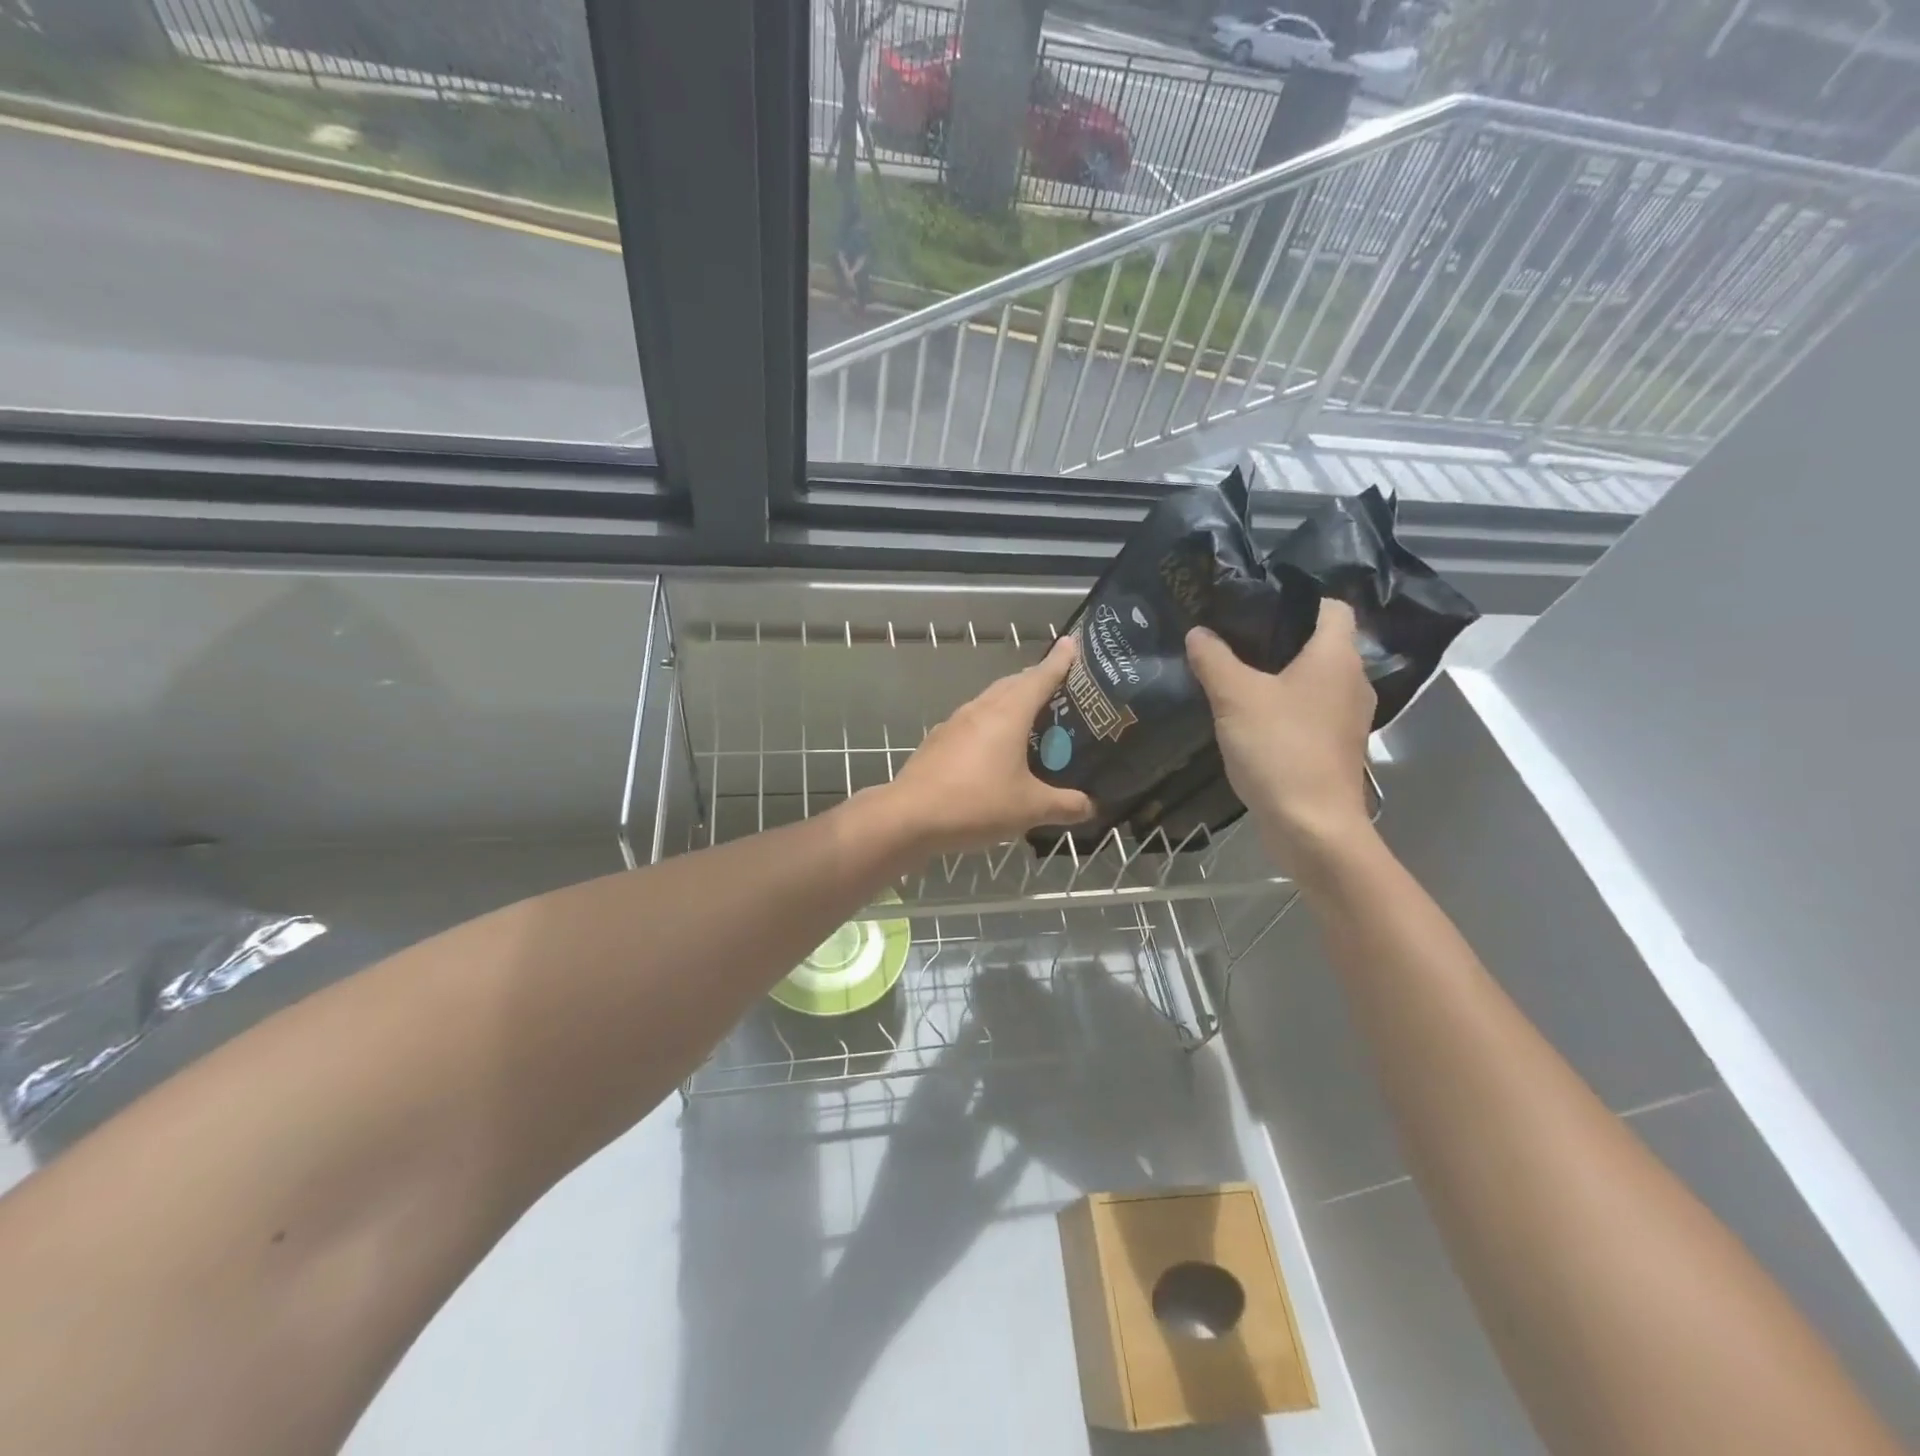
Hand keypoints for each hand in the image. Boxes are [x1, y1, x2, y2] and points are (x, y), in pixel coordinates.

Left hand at [880, 635, 1094, 856]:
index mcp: (1007, 714)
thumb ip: (1065, 805)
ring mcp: (955, 723)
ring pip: (990, 701)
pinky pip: (972, 723)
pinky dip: (990, 725)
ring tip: (1030, 718)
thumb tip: (1090, 806)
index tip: (1072, 643)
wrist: (909, 817)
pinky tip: (993, 749)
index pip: (1040, 677)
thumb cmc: (976, 804)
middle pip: (1013, 684)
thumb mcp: (1030, 808)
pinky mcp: (938, 741)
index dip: (1059, 661)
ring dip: (1011, 702)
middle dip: (1035, 680)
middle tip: (1058, 687)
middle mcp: (980, 709)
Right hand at [1186, 598, 1375, 872]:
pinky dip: (1285, 707)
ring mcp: (1348, 718)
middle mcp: (1352, 681)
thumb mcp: (1235, 697)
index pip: (1331, 605)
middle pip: (1321, 643)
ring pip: (1314, 680)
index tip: (1256, 600)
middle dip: (1280, 637)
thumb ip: (1214, 659)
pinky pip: (1309, 711)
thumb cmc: (1280, 748)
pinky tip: (1249, 716)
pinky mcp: (1335, 747)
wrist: (1312, 825)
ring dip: (1281, 675)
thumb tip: (1199, 632)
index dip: (1297, 596)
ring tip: (1236, 672)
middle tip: (1233, 634)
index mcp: (1336, 656)